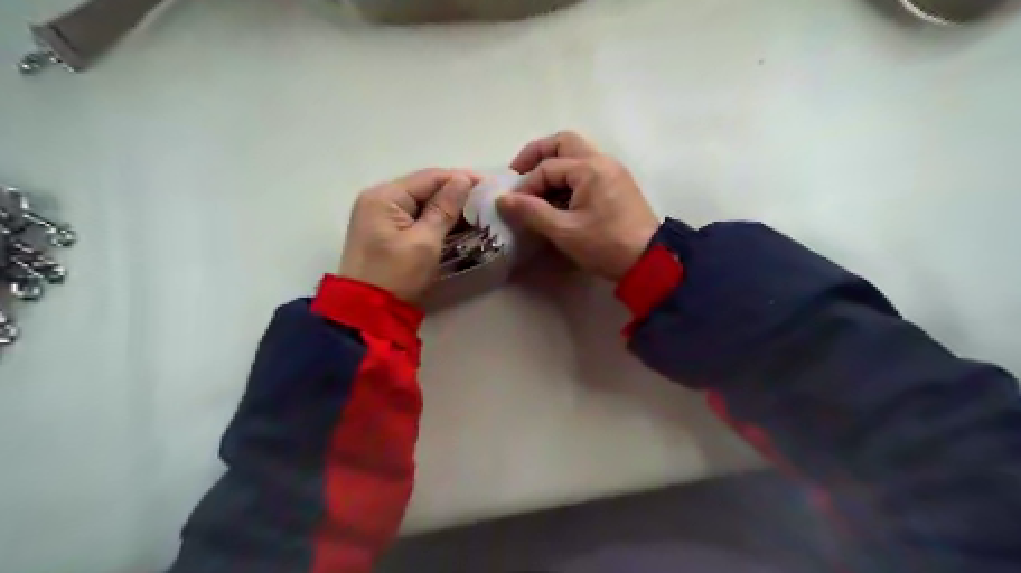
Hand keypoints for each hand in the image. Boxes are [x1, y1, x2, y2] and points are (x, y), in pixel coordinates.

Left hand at [338, 169, 476, 302]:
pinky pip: (414, 217)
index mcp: (385, 196)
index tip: (490, 184)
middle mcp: (378, 199)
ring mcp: (379, 216)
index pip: (429, 177)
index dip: (461, 178)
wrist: (367, 312)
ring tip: (477, 214)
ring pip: (420, 203)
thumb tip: (462, 179)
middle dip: (455, 193)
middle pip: (424, 187)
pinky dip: (434, 220)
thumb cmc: (397, 275)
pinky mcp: (384, 231)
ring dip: (447, 208)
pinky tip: (456, 225)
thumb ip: (444, 208)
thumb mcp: (425, 241)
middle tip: (486, 202)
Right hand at [498, 129, 657, 282]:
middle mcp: (602, 161)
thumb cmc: (606, 245)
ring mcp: (613, 171)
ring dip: (553, 164)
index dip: (526, 186)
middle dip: (537, 154)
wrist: (649, 261)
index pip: (547, 168)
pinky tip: (558, 197)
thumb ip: (532, 213)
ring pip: (577, 154)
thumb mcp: (564, 231)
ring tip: (536, 188)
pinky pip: (587, 169)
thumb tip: (503, 200)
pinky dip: (568, 176)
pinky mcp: (618, 184)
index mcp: (590, 168)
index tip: (513, 206)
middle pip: (564, 143)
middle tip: (519, 173)